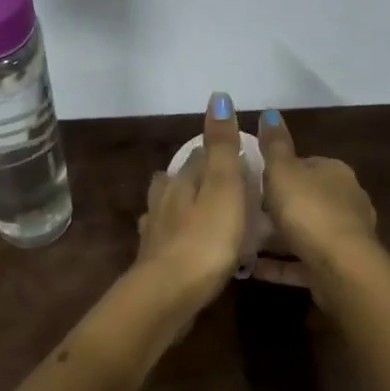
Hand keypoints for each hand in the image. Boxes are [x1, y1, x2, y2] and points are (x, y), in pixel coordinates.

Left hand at [134, 92, 248, 319]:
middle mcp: (164, 201)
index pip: (198, 156)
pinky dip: (174, 237)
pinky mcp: (153, 262)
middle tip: (218, 182)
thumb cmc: (205, 238)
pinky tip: (179, 244)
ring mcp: (155, 232)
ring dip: (179, 205)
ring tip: (197, 210)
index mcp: (182, 180)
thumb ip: (221, 145)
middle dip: (193, 177)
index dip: (216, 153)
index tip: (236, 156)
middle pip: (177, 180)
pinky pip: (165, 240)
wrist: (168, 294)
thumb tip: (217, 96)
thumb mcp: (223, 186)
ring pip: (166, 208)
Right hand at [255, 109, 376, 278]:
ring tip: (243, 241)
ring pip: (304, 232)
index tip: (253, 180)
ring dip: (278, 237)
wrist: (341, 268)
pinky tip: (252, 269)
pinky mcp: (337, 268)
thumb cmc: (309, 210)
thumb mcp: (283, 170)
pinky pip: (301, 262)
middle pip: (305, 198)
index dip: (279, 171)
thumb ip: (275, 144)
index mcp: (335, 172)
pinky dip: (279, 264)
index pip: (305, 164)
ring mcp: (344, 237)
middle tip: (244, 211)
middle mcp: (346, 201)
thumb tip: (270, 112)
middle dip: (278, 205)